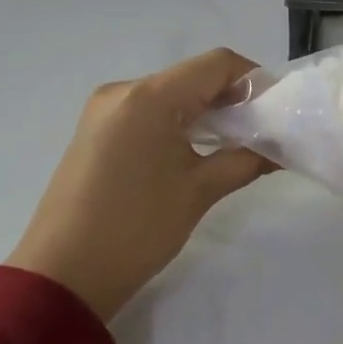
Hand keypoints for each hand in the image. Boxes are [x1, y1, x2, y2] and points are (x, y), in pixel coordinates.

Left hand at [6, 48, 272, 320]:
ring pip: (173, 93)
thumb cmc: (136, 229)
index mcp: (150, 97)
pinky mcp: (97, 131)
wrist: (59, 280)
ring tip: (237, 143)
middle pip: (195, 75)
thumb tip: (282, 149)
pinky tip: (198, 149)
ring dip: (208, 110)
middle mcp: (124, 91)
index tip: (278, 110)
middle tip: (264, 129)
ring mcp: (105, 110)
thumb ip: (247, 159)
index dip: (255, 80)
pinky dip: (181, 121)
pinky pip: (151, 110)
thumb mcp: (200, 191)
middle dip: (234, 97)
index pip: (218, 64)